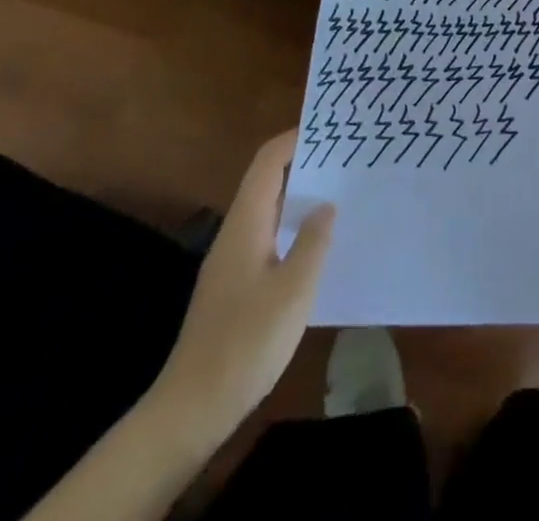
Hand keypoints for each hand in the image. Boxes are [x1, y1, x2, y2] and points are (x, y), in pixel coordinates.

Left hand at [150, 130, 333, 442]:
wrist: (192, 409)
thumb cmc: (246, 342)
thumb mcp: (293, 290)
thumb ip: (313, 241)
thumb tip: (326, 203)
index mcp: (246, 223)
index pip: (268, 161)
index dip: (296, 139)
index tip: (331, 130)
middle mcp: (236, 233)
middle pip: (268, 181)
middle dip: (304, 165)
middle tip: (346, 160)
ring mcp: (232, 261)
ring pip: (269, 211)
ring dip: (300, 197)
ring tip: (341, 193)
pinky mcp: (235, 287)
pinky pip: (268, 237)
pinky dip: (293, 227)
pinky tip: (318, 245)